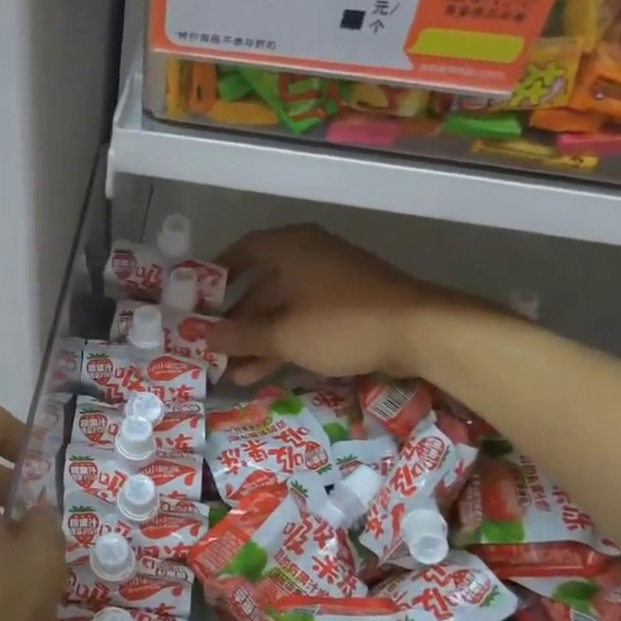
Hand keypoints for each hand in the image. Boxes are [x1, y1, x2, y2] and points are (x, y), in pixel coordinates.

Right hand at [207, 224, 481, 384]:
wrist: (420, 331)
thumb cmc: (341, 322)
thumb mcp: (285, 334)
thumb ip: (242, 336)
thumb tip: (204, 336)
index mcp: (290, 248)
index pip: (244, 250)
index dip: (219, 272)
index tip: (200, 296)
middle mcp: (309, 256)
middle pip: (263, 287)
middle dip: (238, 321)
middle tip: (214, 347)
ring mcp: (332, 282)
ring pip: (284, 309)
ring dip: (259, 340)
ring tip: (233, 372)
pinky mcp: (351, 306)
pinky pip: (306, 320)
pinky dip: (286, 342)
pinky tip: (265, 372)